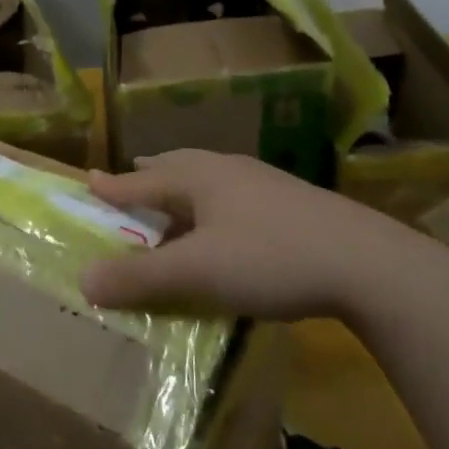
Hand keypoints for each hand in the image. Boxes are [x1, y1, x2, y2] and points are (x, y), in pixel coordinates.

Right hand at [80, 149, 448, 325]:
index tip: (88, 180)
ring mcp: (263, 182)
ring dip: (182, 190)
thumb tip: (83, 280)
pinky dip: (212, 206)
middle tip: (130, 180)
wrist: (366, 262)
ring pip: (209, 179)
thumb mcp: (198, 272)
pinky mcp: (290, 202)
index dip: (114, 186)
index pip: (144, 179)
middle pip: (177, 167)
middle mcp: (227, 169)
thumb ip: (141, 276)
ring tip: (173, 201)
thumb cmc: (270, 257)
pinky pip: (233, 195)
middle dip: (149, 176)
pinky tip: (226, 226)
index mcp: (200, 177)